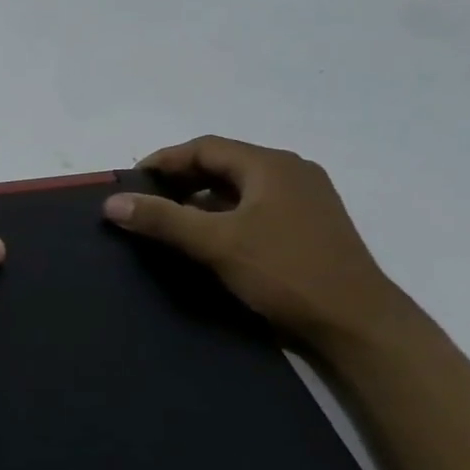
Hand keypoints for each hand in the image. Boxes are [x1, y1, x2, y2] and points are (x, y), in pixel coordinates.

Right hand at [102, 135, 410, 349]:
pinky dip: (225, 216)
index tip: (133, 181)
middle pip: (224, 164)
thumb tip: (113, 204)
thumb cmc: (285, 272)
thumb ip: (163, 220)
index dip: (165, 160)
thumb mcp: (216, 243)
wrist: (356, 322)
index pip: (206, 147)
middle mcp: (291, 173)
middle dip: (181, 179)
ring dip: (202, 199)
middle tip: (146, 201)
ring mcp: (305, 200)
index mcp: (271, 165)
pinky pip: (256, 208)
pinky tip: (208, 239)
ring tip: (169, 221)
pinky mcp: (309, 226)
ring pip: (240, 188)